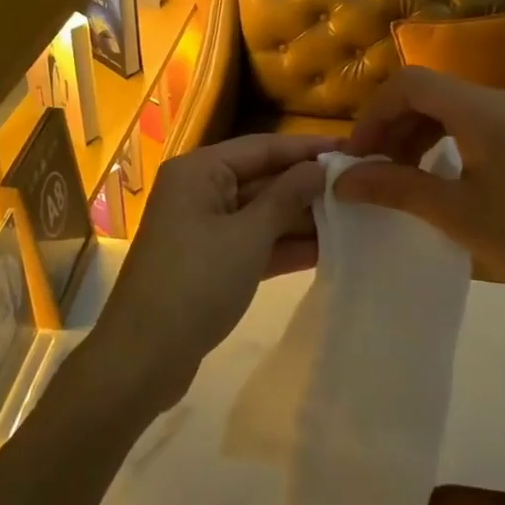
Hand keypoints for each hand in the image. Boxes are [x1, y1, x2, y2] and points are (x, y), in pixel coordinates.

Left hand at [92, 133, 330, 404]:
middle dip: (307, 186)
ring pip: (259, 213)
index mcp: (199, 171)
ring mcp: (203, 228)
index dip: (307, 148)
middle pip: (261, 178)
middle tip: (360, 187)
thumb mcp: (248, 236)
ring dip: (300, 218)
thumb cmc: (196, 283)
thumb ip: (286, 197)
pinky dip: (283, 246)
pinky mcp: (209, 262)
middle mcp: (198, 191)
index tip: (352, 148)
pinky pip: (252, 243)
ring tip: (355, 217)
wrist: (144, 357)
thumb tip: (318, 167)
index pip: (262, 147)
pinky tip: (327, 249)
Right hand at [333, 67, 504, 334]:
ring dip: (418, 135)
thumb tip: (342, 180)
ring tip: (402, 178)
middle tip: (373, 170)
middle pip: (430, 92)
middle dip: (392, 126)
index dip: (373, 113)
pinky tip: (443, 179)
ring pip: (453, 108)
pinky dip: (447, 142)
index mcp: (481, 109)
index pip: (409, 83)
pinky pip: (477, 124)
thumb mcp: (454, 214)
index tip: (356, 156)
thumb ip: (394, 188)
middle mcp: (503, 100)